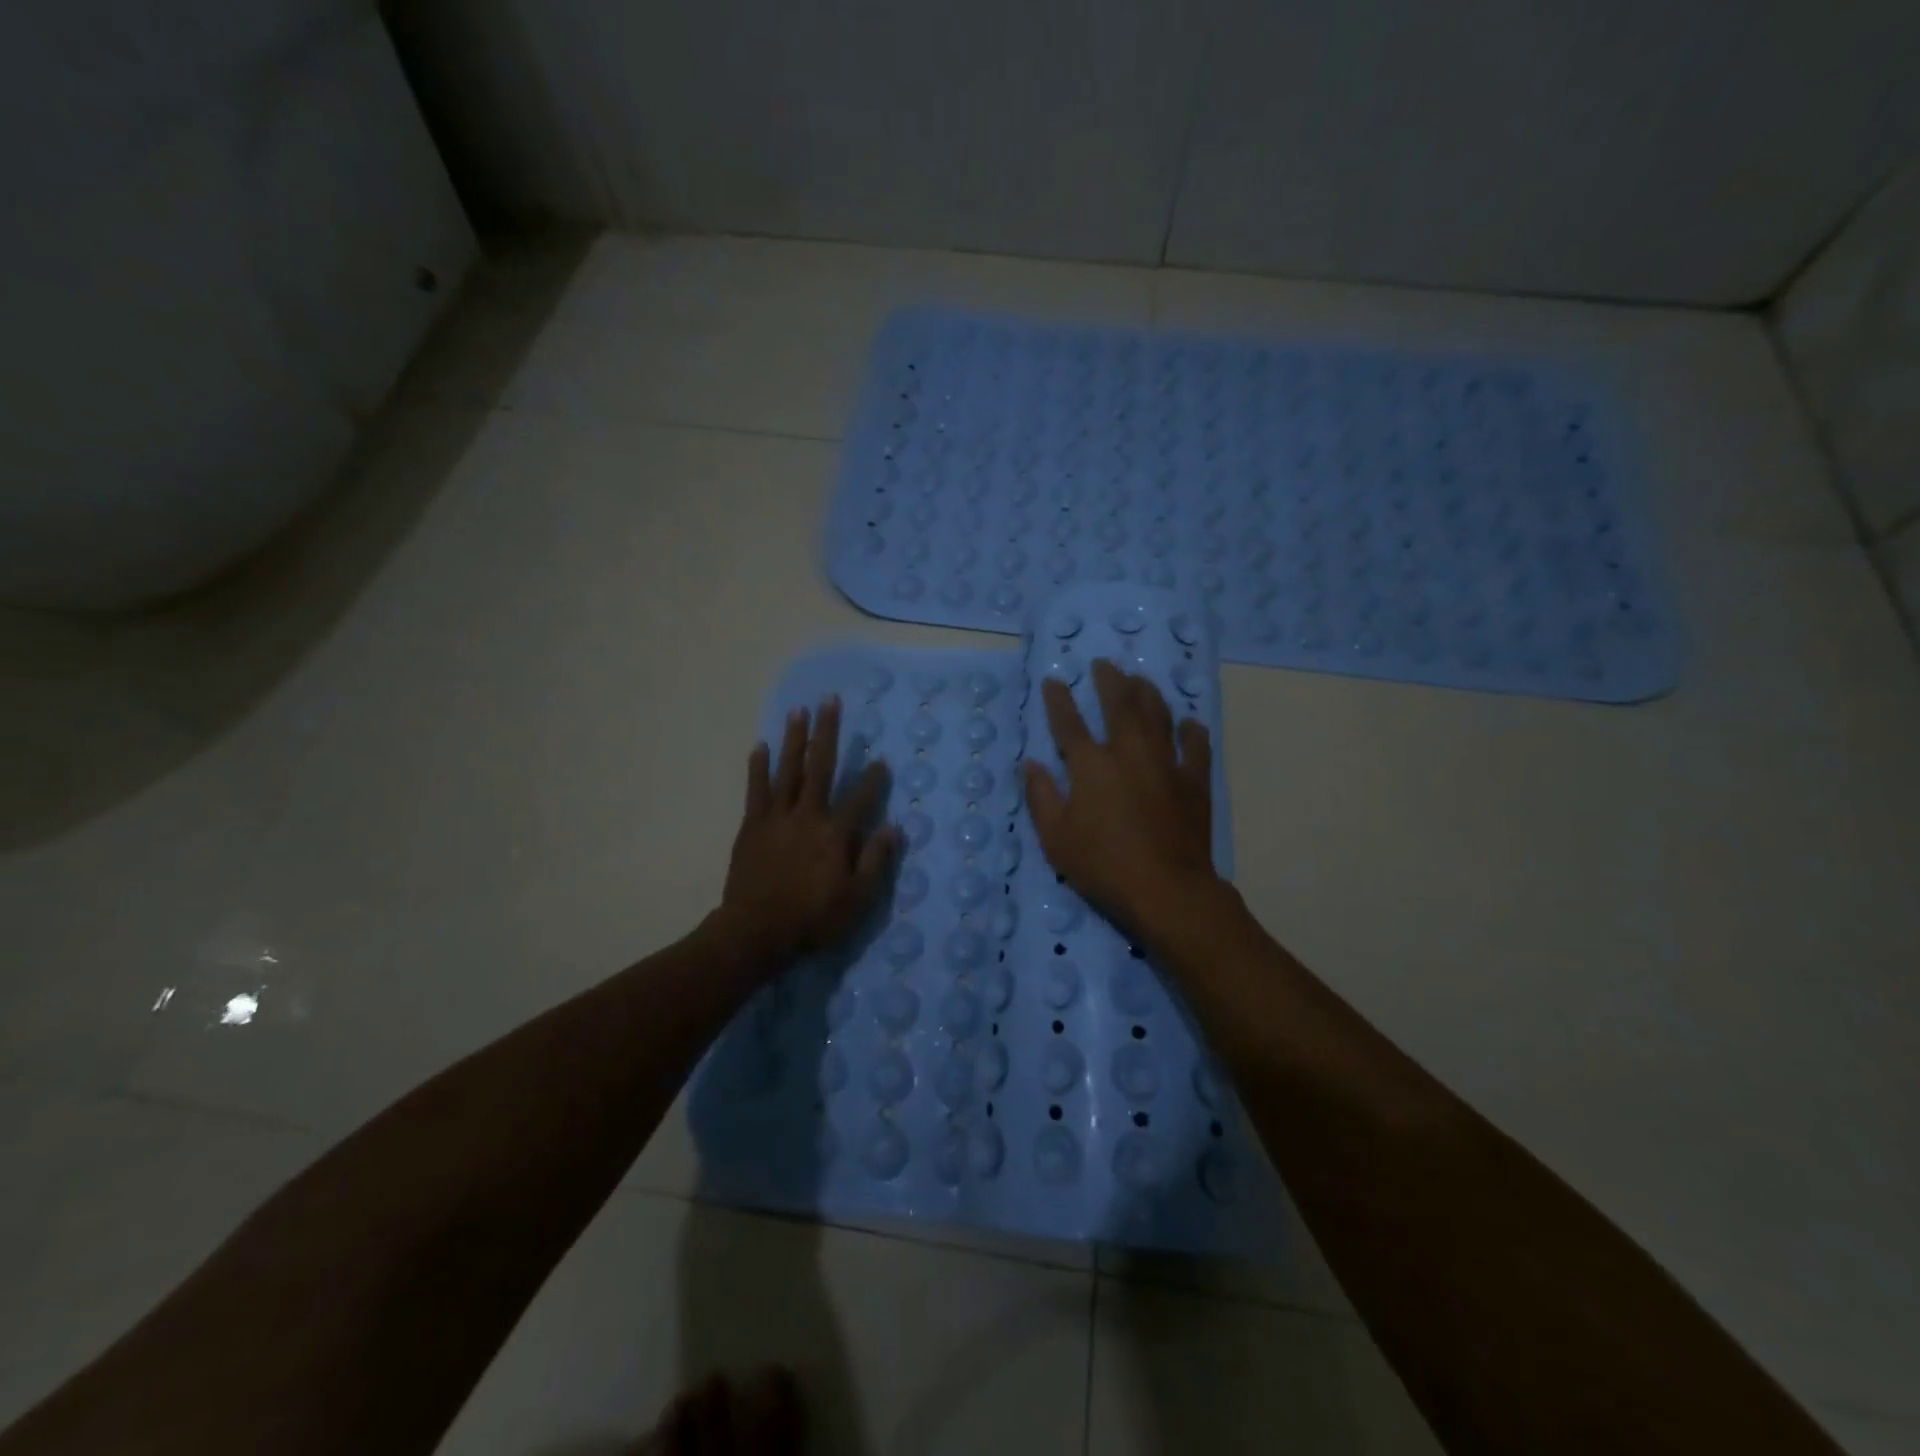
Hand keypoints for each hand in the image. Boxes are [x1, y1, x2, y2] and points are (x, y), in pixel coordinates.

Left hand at [718, 697, 898, 965]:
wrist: (756, 931)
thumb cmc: (812, 918)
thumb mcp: (856, 900)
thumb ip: (875, 861)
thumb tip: (895, 829)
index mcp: (835, 833)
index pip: (861, 798)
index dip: (874, 779)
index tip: (882, 760)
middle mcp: (808, 815)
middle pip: (821, 767)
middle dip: (827, 733)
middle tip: (830, 701)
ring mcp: (777, 817)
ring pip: (788, 770)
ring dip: (794, 739)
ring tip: (798, 711)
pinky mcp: (753, 825)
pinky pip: (756, 789)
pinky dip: (759, 767)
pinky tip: (760, 745)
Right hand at [1024, 660, 1217, 935]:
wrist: (1167, 890)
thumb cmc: (1103, 866)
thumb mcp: (1056, 838)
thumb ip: (1041, 797)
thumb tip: (1030, 764)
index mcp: (1091, 765)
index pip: (1069, 723)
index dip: (1059, 700)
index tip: (1054, 681)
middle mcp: (1129, 753)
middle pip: (1119, 705)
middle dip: (1109, 681)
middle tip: (1104, 664)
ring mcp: (1166, 764)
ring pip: (1158, 716)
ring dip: (1147, 693)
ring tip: (1140, 679)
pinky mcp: (1194, 782)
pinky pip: (1195, 747)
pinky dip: (1191, 732)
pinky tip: (1188, 723)